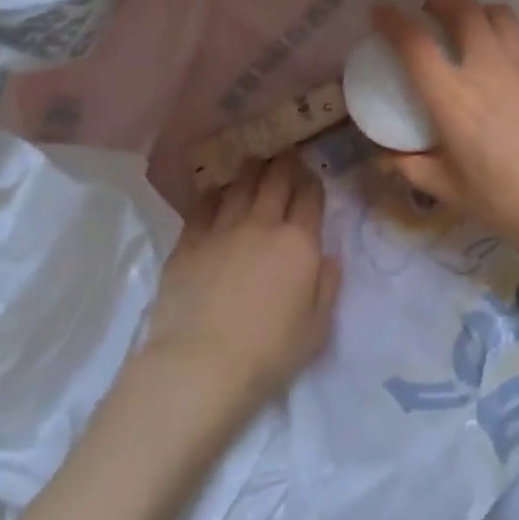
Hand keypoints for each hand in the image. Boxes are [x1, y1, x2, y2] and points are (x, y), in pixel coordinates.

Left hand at [140, 152, 340, 411]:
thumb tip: (329, 257)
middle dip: (284, 163)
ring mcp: (223, 229)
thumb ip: (327, 286)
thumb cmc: (268, 353)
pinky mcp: (189, 242)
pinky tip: (215, 191)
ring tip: (254, 161)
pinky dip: (213, 194)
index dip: (312, 182)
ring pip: (240, 185)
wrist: (201, 365)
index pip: (311, 198)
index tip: (311, 176)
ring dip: (251, 170)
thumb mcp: (317, 327)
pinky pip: (203, 206)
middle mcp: (263, 225)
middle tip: (285, 154)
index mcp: (299, 243)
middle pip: (276, 180)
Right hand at [370, 0, 518, 279]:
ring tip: (469, 29)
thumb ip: (414, 169)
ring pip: (497, 12)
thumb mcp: (454, 193)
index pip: (415, 42)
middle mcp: (488, 67)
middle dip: (440, 3)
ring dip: (475, 11)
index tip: (381, 13)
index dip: (392, 20)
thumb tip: (384, 160)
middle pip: (462, 8)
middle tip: (430, 17)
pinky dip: (503, 31)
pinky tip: (504, 57)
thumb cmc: (513, 204)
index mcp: (454, 98)